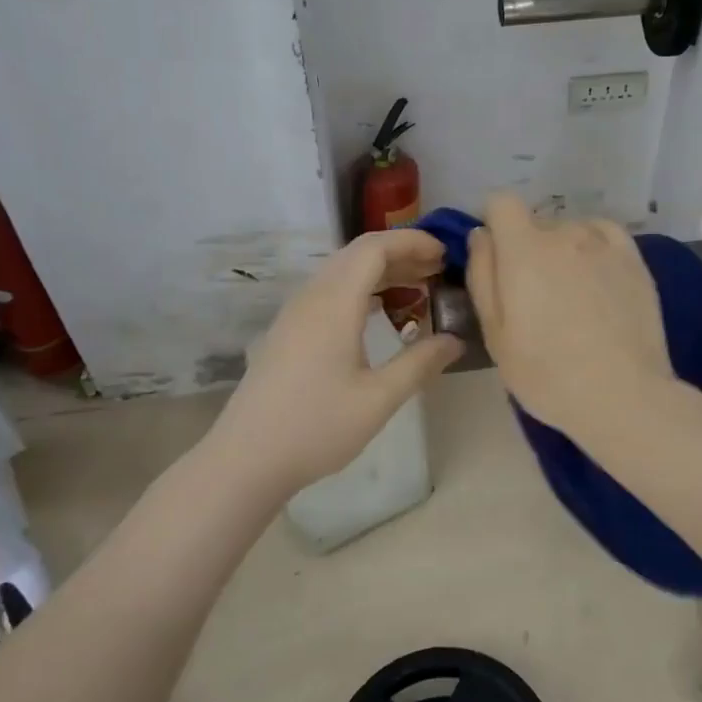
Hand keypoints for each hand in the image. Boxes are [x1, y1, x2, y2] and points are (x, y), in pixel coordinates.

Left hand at [209, 229, 461, 490]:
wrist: (246, 459)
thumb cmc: (316, 427)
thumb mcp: (379, 399)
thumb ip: (420, 363)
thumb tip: (455, 340)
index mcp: (334, 303)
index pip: (374, 248)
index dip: (412, 242)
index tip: (445, 253)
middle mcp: (312, 297)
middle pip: (358, 253)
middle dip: (400, 252)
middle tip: (438, 269)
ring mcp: (295, 313)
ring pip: (342, 271)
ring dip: (380, 270)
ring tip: (417, 286)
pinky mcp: (288, 331)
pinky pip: (329, 290)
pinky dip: (361, 288)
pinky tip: (380, 312)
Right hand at [465, 192, 677, 441]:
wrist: (622, 395)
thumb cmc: (546, 372)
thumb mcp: (495, 332)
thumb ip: (482, 274)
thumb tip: (481, 235)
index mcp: (523, 249)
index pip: (502, 202)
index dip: (494, 222)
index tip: (497, 255)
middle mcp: (564, 233)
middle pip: (536, 222)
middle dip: (528, 248)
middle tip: (535, 295)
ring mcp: (604, 244)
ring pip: (571, 230)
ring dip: (563, 250)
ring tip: (573, 295)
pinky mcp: (634, 259)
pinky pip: (604, 234)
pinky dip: (594, 247)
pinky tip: (597, 279)